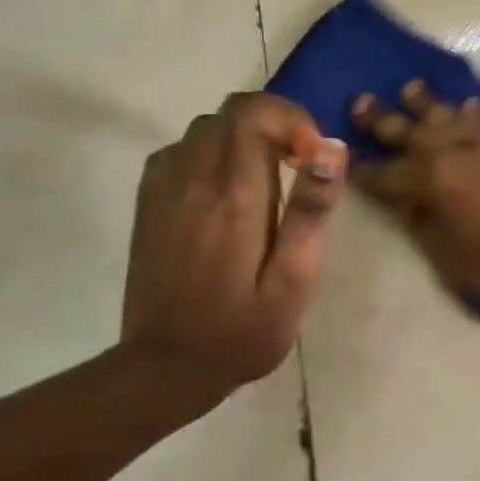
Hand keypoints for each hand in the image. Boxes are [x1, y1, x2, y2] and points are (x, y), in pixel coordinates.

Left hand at [122, 92, 347, 398]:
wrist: (164, 368)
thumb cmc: (241, 331)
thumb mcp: (293, 280)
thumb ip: (310, 210)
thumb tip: (331, 148)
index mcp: (233, 195)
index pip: (254, 112)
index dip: (291, 119)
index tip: (311, 159)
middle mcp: (192, 178)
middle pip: (230, 112)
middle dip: (272, 125)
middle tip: (296, 169)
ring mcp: (163, 188)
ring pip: (205, 128)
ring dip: (242, 139)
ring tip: (265, 182)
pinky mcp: (148, 202)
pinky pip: (180, 150)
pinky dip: (211, 154)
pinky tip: (225, 193)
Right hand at [352, 80, 479, 299]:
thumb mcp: (452, 257)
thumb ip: (424, 228)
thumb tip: (407, 208)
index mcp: (431, 180)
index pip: (387, 175)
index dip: (365, 171)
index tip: (347, 161)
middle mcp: (451, 151)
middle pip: (408, 131)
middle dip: (381, 119)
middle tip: (360, 100)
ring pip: (445, 114)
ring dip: (424, 103)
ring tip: (409, 87)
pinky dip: (470, 112)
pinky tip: (466, 105)